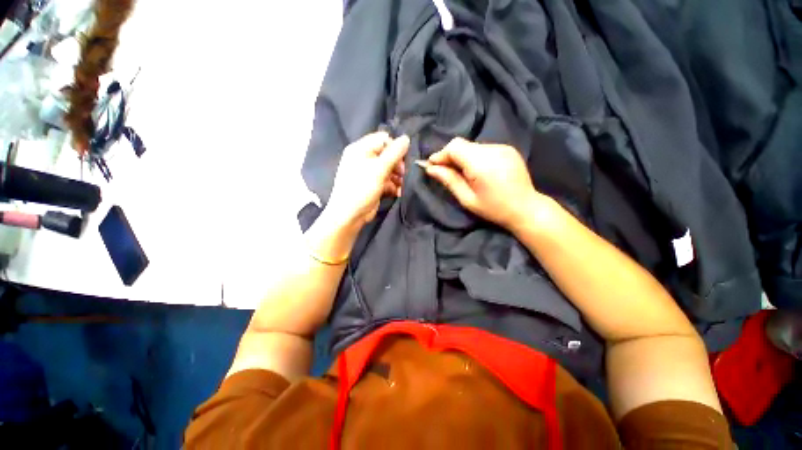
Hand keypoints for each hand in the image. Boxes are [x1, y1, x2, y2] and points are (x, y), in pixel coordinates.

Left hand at [325, 132, 409, 231]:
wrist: (349, 215)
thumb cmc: (362, 188)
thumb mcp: (379, 169)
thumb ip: (394, 153)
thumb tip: (406, 138)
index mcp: (361, 149)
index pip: (383, 139)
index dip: (395, 148)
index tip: (403, 160)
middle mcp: (364, 158)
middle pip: (387, 155)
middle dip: (397, 165)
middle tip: (402, 175)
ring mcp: (368, 173)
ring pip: (389, 169)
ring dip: (397, 177)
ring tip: (401, 186)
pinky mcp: (373, 185)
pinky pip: (387, 181)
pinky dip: (393, 186)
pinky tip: (397, 192)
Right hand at [423, 137, 541, 230]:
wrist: (526, 208)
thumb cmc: (494, 209)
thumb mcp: (467, 199)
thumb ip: (449, 180)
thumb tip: (430, 169)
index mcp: (481, 163)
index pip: (454, 147)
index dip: (440, 155)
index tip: (431, 166)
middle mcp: (492, 149)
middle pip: (462, 144)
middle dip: (449, 156)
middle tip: (444, 171)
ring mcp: (502, 147)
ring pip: (471, 146)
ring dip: (462, 156)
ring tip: (462, 172)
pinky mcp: (508, 148)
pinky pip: (483, 148)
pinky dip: (474, 156)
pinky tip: (477, 170)